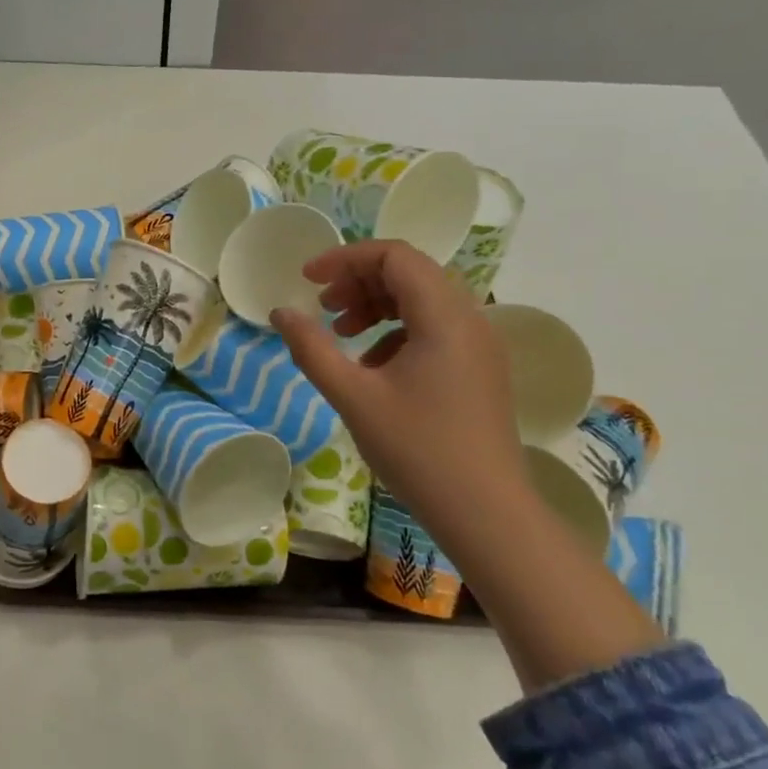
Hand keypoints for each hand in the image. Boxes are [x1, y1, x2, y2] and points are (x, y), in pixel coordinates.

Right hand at [272, 241, 527, 521]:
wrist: (486, 512)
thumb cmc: (417, 449)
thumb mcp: (353, 396)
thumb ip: (312, 348)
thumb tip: (281, 312)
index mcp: (443, 317)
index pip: (394, 256)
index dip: (346, 258)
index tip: (308, 279)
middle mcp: (470, 319)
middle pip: (410, 273)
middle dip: (359, 281)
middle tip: (323, 307)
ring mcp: (479, 345)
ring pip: (423, 300)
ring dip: (376, 305)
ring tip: (342, 332)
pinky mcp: (479, 368)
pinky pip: (434, 328)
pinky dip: (397, 331)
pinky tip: (372, 366)